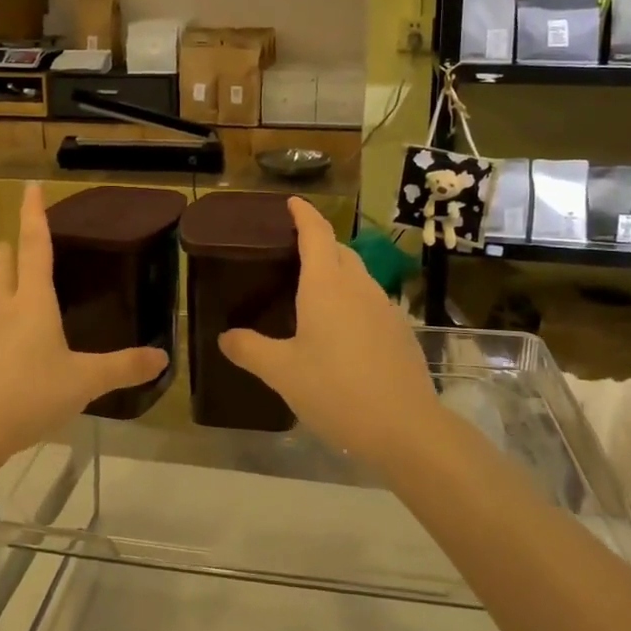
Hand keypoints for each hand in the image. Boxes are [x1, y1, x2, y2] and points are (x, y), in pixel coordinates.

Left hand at [0, 183, 167, 460]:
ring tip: (8, 275)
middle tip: (17, 234)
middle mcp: (4, 310)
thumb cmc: (29, 395)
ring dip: (1, 278)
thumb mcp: (84, 382)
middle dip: (13, 247)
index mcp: (33, 303)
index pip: (34, 246)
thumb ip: (123, 368)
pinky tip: (5, 335)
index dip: (34, 214)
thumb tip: (162, 357)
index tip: (29, 185)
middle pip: (6, 267)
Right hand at [220, 198, 438, 465]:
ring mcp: (385, 307)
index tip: (292, 202)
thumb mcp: (282, 372)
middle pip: (339, 251)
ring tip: (314, 292)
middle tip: (292, 253)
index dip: (304, 214)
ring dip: (337, 272)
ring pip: (358, 276)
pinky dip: (352, 300)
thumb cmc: (336, 390)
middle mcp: (358, 286)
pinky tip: (342, 330)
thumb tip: (225, 337)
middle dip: (319, 243)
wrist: (406, 427)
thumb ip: (250, 349)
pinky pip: (371, 301)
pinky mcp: (400, 331)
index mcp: (326, 285)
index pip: (316, 234)